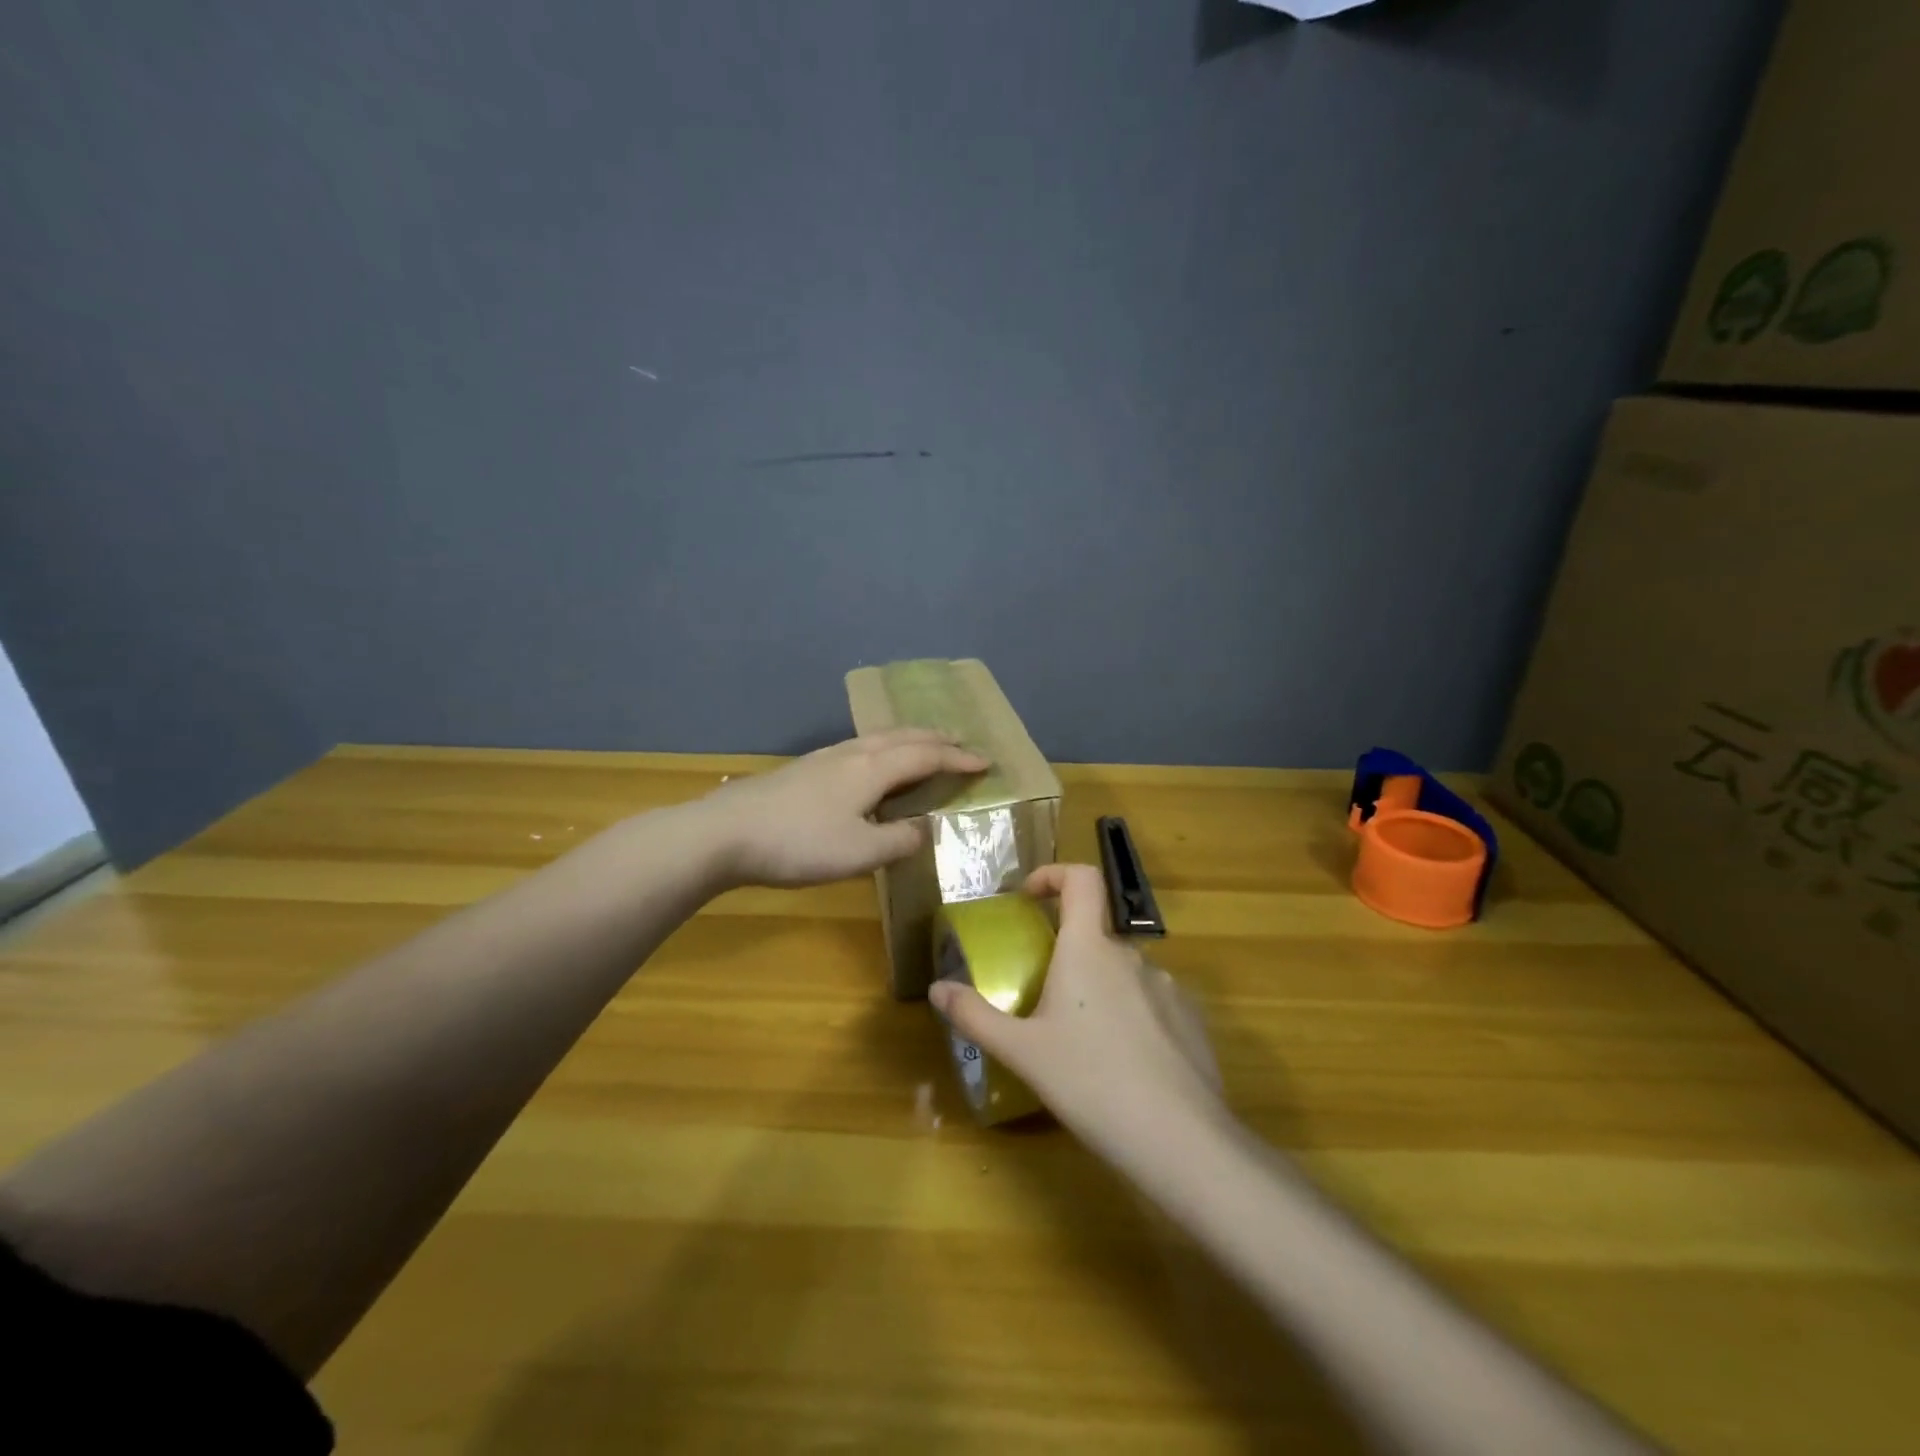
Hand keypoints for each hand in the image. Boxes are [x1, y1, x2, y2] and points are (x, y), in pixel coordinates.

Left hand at [702, 729, 989, 887]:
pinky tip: (870, 764)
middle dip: (935, 738)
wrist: (725, 833)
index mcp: (872, 769)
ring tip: (922, 745)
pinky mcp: (805, 768)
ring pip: (877, 738)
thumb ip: (898, 841)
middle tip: (960, 741)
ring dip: (908, 739)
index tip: (985, 762)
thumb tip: (924, 830)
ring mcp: (824, 758)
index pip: (926, 756)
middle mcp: (852, 754)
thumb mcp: (859, 854)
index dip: (958, 759)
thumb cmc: (799, 844)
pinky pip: (859, 748)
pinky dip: (882, 749)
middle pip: (902, 737)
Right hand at [930, 863, 1227, 1158]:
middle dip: (1068, 954)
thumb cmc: (1090, 1082)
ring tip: (1082, 1040)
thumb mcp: (1022, 1052)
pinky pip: (1152, 1002)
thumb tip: (937, 988)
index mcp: (1089, 949)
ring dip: (1099, 989)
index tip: (1030, 897)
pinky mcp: (1190, 1019)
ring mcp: (1168, 986)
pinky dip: (1131, 1015)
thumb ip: (975, 1016)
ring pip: (1123, 972)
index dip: (1054, 874)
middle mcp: (1131, 955)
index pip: (1081, 878)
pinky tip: (1123, 1064)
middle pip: (1095, 934)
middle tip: (1044, 996)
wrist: (1179, 1140)